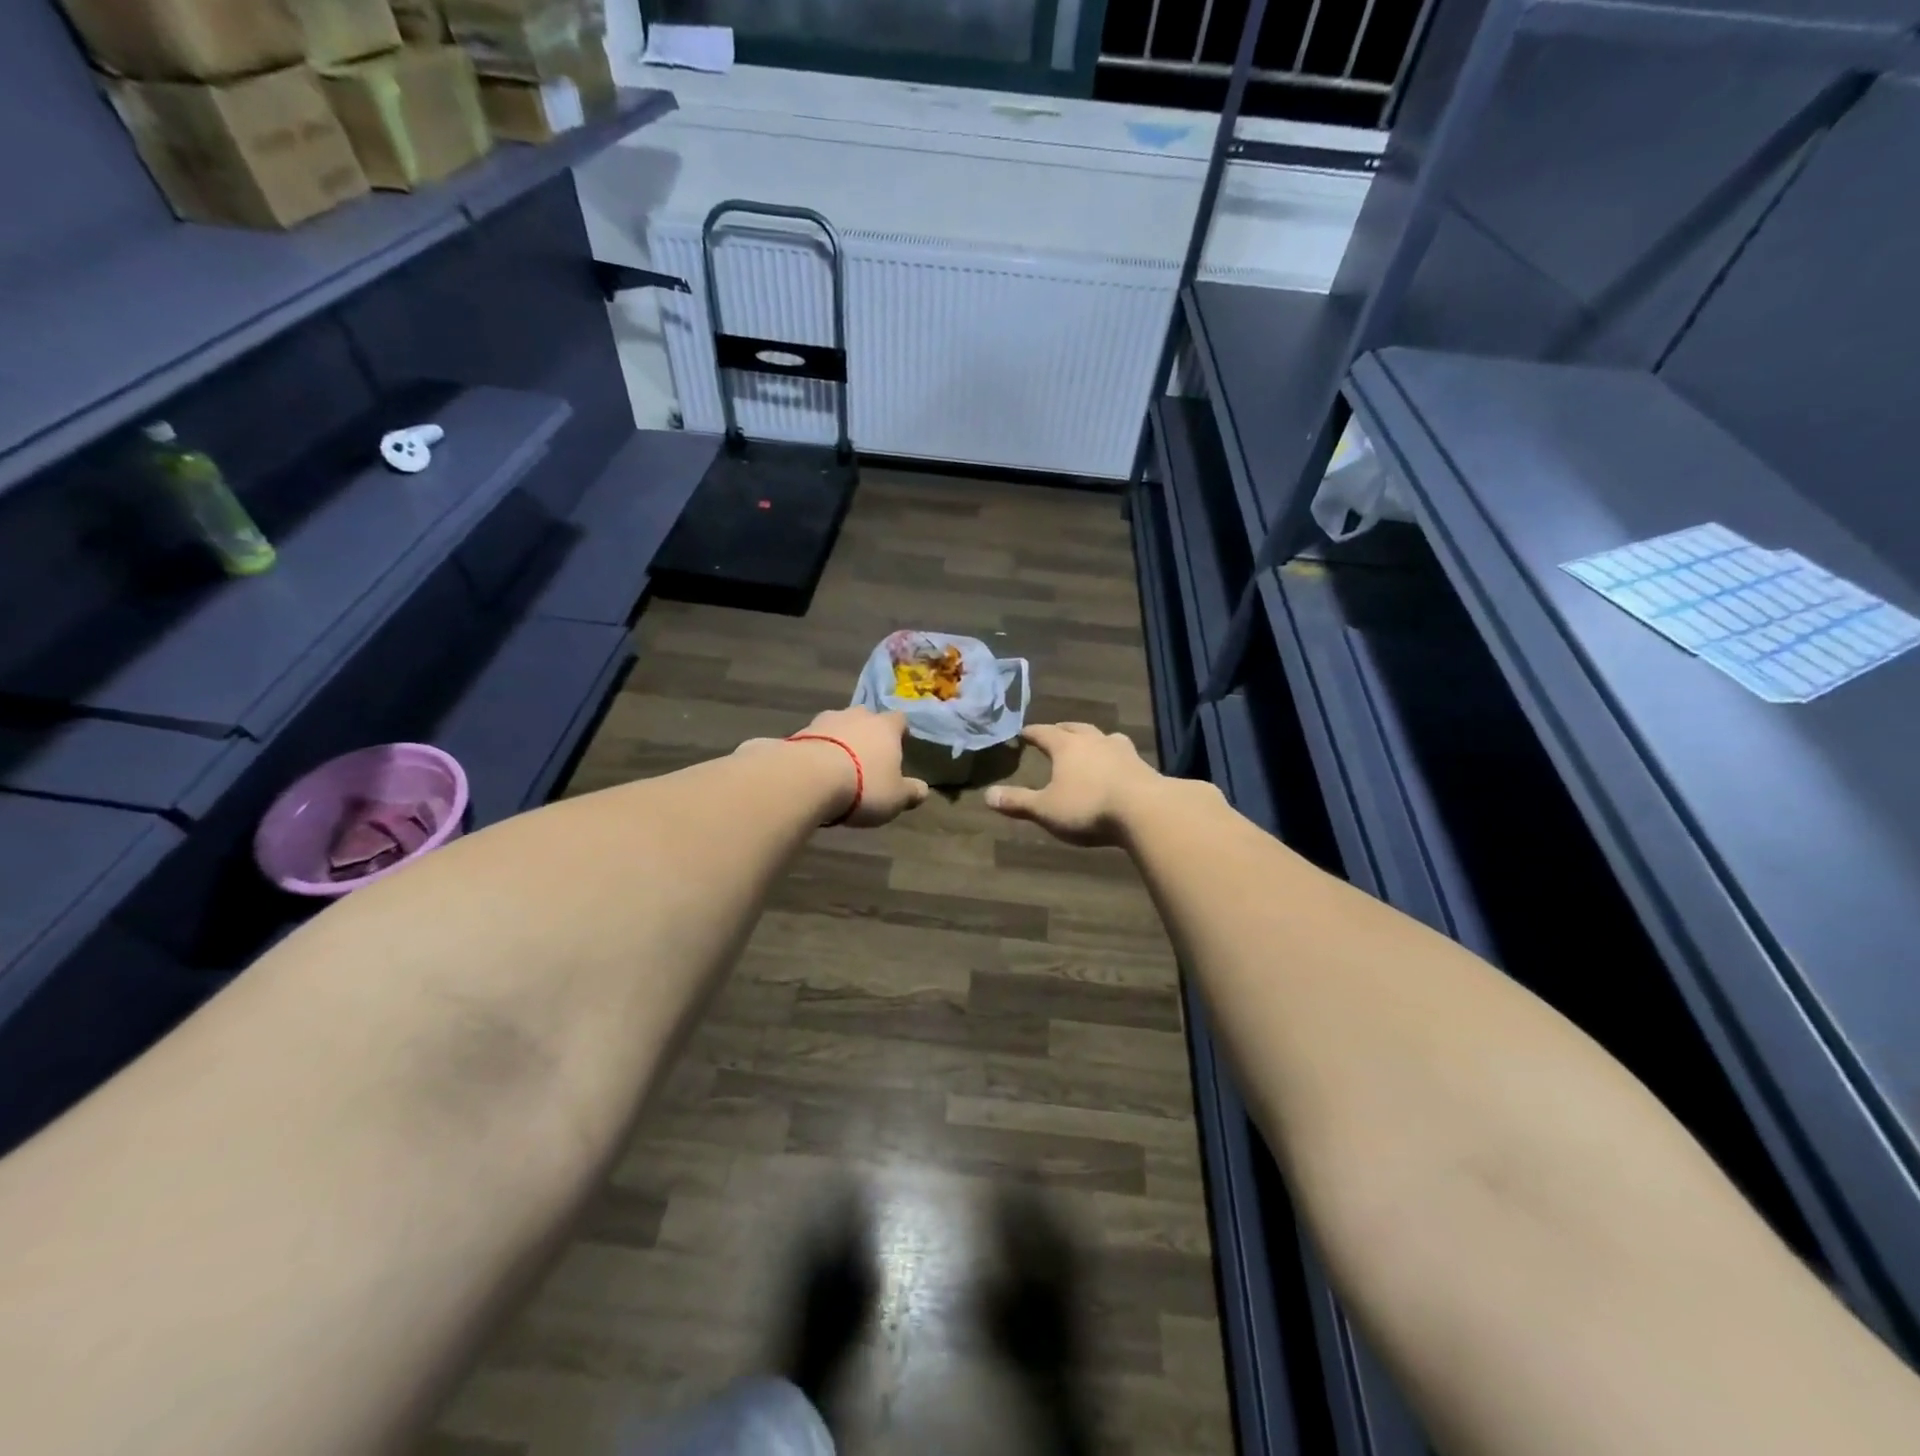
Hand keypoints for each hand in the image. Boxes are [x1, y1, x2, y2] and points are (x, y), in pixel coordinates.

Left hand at [745, 706, 929, 827]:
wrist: (808, 778)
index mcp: (885, 727)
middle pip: (866, 718)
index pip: (899, 720)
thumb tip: (923, 790)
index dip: (899, 732)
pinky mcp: (798, 733)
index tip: (899, 746)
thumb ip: (911, 792)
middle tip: (866, 757)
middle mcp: (856, 716)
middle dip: (867, 734)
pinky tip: (814, 772)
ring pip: (837, 726)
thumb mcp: (896, 798)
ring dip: (839, 741)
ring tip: (837, 767)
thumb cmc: (863, 786)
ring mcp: (825, 721)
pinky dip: (817, 751)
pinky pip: (814, 740)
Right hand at [985, 722, 1165, 846]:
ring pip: (1103, 737)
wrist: (1145, 810)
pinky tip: (1116, 766)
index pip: (1044, 733)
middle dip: (1062, 729)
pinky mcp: (1143, 766)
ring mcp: (1122, 751)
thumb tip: (987, 795)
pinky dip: (1114, 756)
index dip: (1032, 733)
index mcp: (1067, 746)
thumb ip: (1018, 802)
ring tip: (1089, 744)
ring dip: (1092, 739)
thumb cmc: (1088, 807)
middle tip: (1055, 731)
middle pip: (1075, 728)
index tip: (1023, 732)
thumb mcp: (1046, 809)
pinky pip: (1123, 754)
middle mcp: (1094, 741)